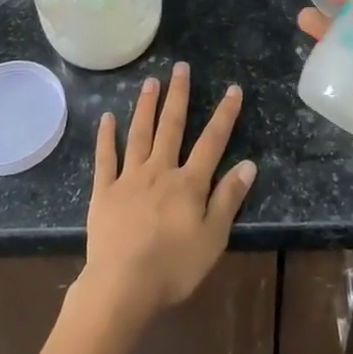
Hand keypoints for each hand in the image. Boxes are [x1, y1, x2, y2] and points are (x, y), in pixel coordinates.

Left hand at [80, 62, 255, 327]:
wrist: (123, 285)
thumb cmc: (174, 267)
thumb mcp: (213, 238)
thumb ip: (228, 199)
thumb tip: (248, 164)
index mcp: (189, 183)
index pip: (212, 141)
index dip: (224, 115)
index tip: (233, 89)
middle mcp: (160, 171)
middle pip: (171, 127)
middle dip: (178, 95)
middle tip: (180, 67)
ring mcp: (129, 178)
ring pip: (139, 134)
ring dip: (146, 106)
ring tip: (150, 81)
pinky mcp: (104, 191)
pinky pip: (106, 158)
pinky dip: (106, 136)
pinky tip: (107, 117)